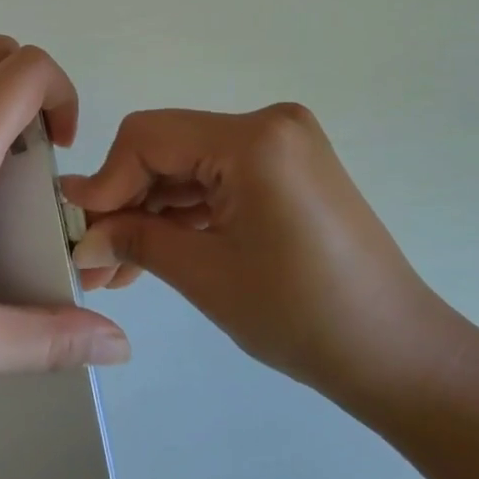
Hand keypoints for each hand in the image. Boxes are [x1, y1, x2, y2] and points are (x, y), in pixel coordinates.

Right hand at [63, 104, 455, 406]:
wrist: (398, 354)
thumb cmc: (300, 315)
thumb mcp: (204, 274)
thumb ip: (134, 239)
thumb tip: (82, 235)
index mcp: (254, 138)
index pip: (148, 137)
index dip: (106, 181)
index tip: (80, 230)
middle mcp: (270, 124)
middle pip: (169, 148)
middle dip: (128, 202)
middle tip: (94, 257)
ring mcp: (283, 145)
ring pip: (192, 167)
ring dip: (154, 212)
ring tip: (118, 269)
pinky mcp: (289, 169)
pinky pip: (222, 179)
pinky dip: (189, 213)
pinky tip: (156, 251)